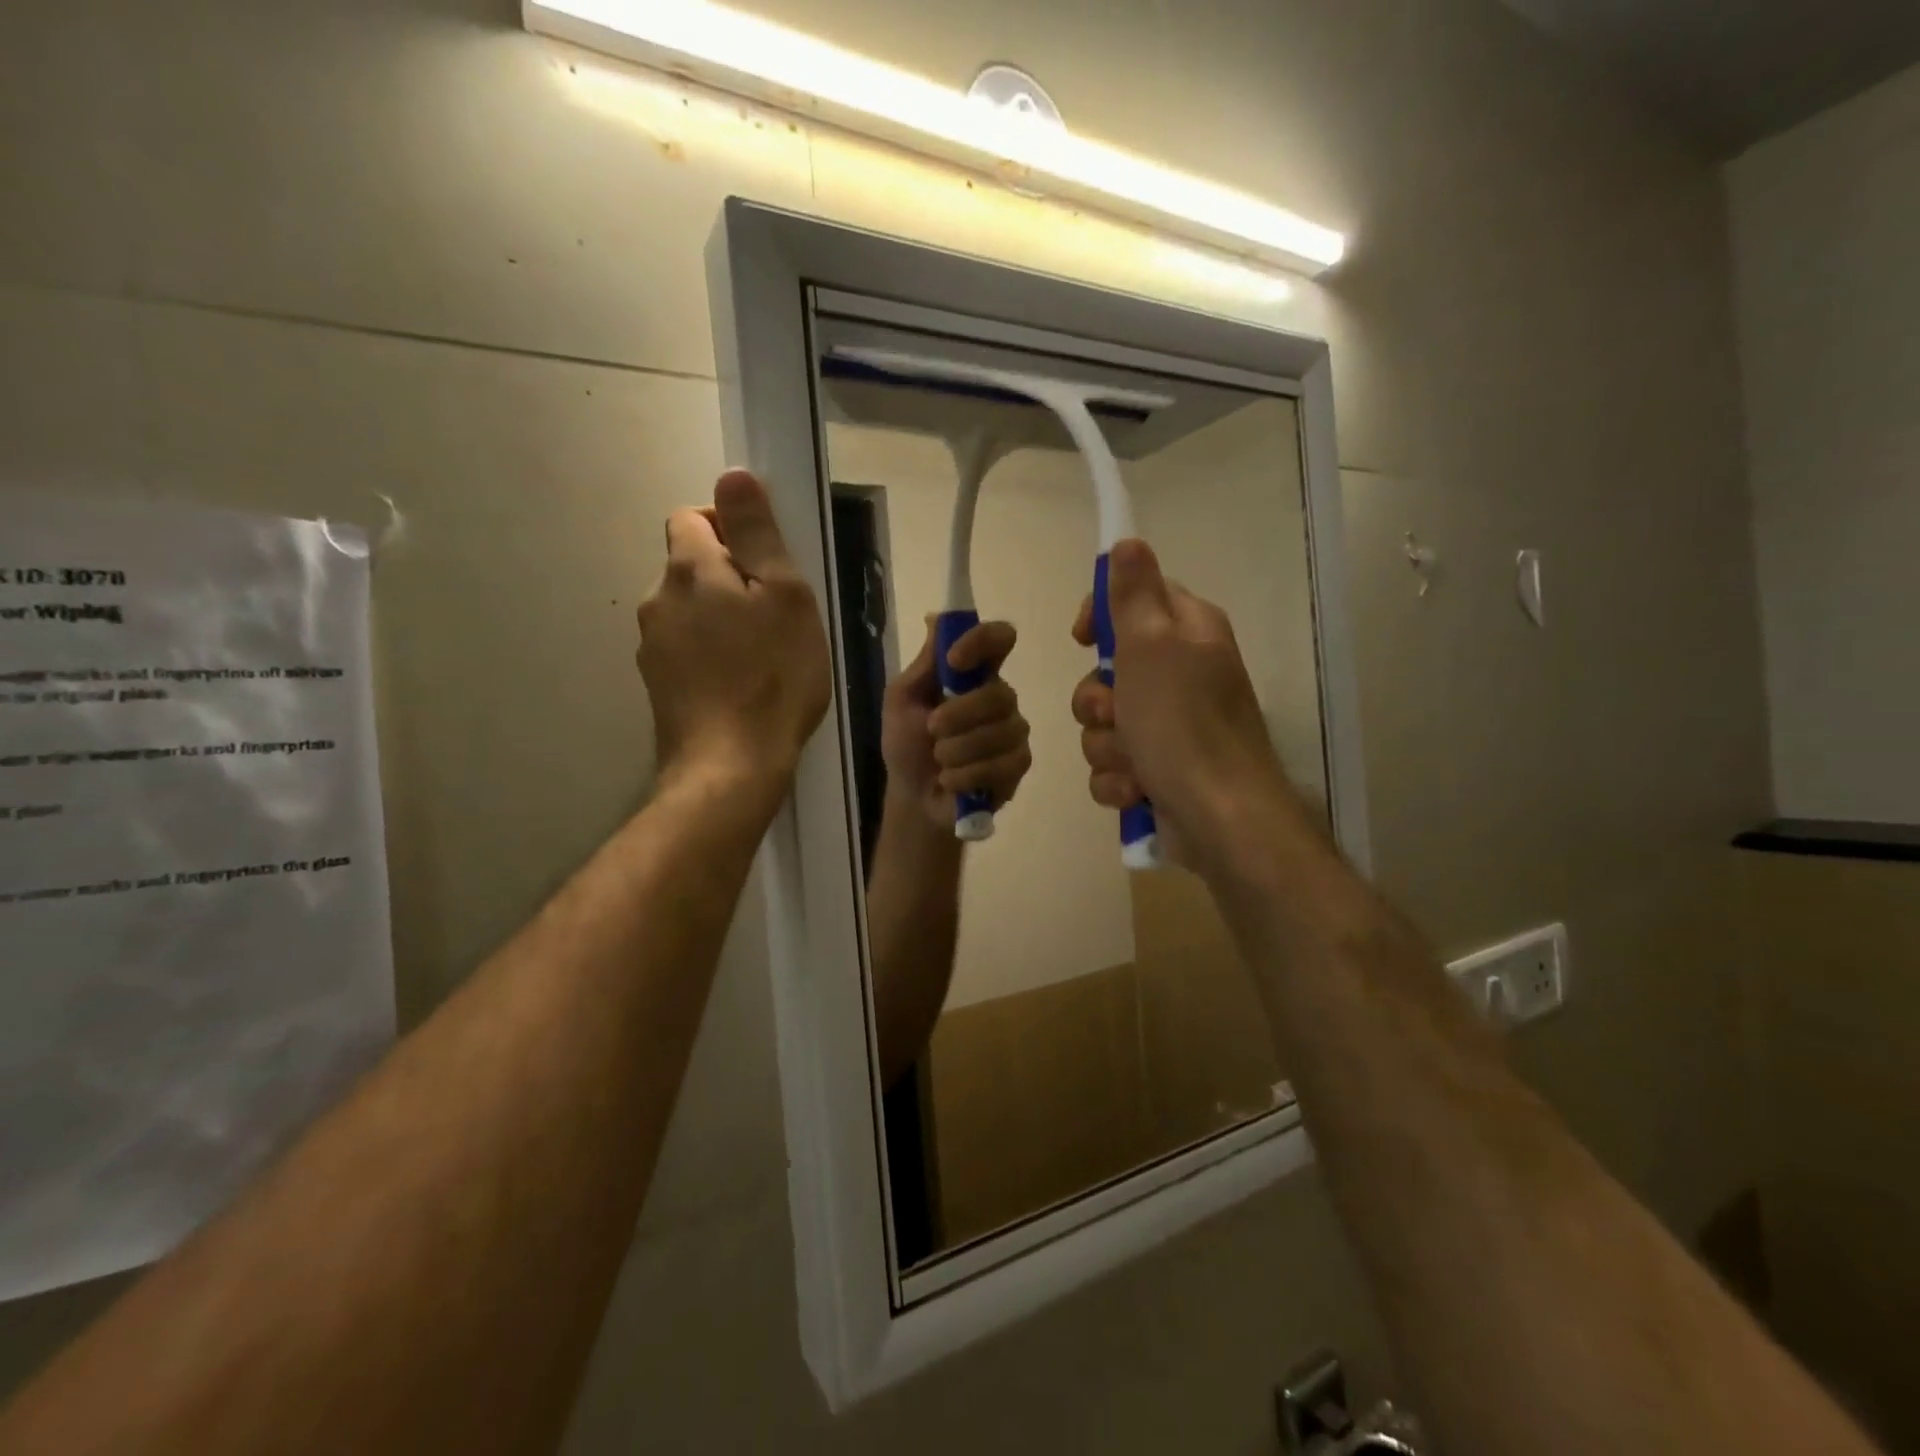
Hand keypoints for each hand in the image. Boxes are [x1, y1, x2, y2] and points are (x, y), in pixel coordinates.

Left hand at [637, 470, 830, 787]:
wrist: (730, 766)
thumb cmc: (772, 677)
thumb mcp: (785, 597)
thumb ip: (757, 534)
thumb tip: (732, 474)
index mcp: (688, 569)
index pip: (691, 516)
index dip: (728, 527)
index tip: (766, 563)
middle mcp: (657, 600)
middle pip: (689, 565)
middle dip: (727, 576)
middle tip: (774, 614)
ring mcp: (651, 646)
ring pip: (687, 610)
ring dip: (718, 617)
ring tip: (760, 654)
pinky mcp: (656, 685)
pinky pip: (684, 649)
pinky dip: (709, 653)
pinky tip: (738, 684)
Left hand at [883, 619, 1031, 828]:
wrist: (914, 797)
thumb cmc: (907, 744)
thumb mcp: (902, 700)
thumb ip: (925, 664)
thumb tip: (936, 617)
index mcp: (974, 674)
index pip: (999, 639)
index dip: (982, 641)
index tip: (954, 660)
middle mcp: (1000, 697)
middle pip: (999, 692)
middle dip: (959, 715)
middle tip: (931, 730)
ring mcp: (1013, 731)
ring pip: (1001, 732)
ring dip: (957, 750)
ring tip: (940, 762)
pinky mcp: (1018, 764)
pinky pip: (1002, 764)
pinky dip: (967, 775)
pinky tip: (952, 781)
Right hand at [1071, 539, 1298, 872]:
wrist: (1219, 819)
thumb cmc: (1183, 725)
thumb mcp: (1152, 646)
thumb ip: (1134, 594)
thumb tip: (1128, 541)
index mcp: (1187, 633)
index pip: (1135, 599)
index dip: (1101, 617)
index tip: (1082, 639)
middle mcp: (1181, 674)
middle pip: (1108, 670)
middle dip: (1097, 701)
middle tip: (1115, 713)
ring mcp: (1170, 726)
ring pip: (1104, 723)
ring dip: (1106, 746)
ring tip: (1134, 764)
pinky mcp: (1157, 770)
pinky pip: (1112, 765)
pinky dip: (1118, 780)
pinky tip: (1137, 792)